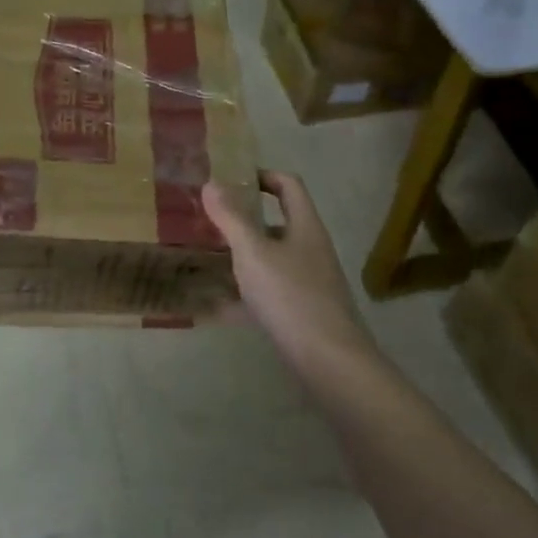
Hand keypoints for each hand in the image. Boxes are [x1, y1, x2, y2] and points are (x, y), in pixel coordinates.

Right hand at [202, 171, 376, 369]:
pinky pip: (269, 292)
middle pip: (278, 222)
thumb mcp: (253, 252)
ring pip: (271, 259)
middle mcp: (311, 249)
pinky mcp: (302, 312)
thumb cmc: (291, 296)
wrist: (329, 361)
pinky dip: (244, 294)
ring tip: (208, 257)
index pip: (288, 185)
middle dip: (244, 219)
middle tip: (209, 220)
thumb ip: (231, 218)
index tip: (230, 181)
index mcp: (305, 226)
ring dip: (242, 255)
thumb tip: (211, 183)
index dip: (261, 175)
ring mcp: (309, 282)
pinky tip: (217, 305)